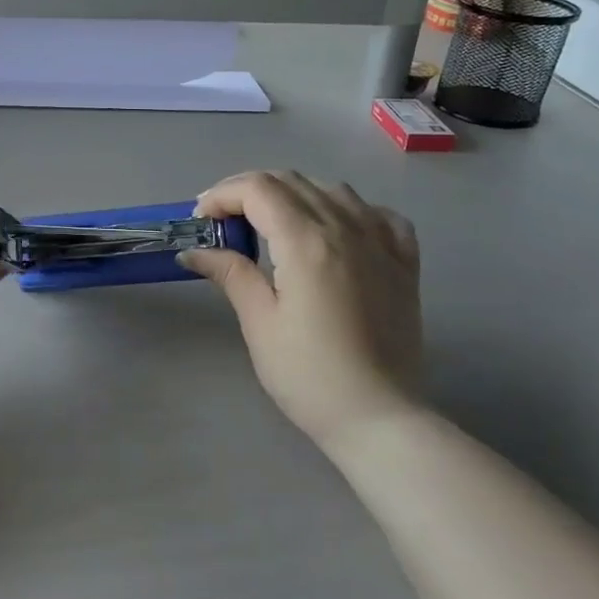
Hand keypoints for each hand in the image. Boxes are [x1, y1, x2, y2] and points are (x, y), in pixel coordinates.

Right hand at [181, 171, 422, 451]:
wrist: (378, 417)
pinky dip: (348, 210)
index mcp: (306, 241)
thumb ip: (230, 273)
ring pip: (332, 189)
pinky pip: (377, 213)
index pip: (258, 189)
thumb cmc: (309, 374)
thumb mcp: (259, 322)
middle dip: (250, 191)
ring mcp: (381, 241)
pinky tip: (336, 230)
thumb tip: (193, 251)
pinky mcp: (404, 261)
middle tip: (225, 221)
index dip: (222, 195)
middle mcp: (346, 227)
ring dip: (294, 194)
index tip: (202, 219)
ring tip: (272, 223)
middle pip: (292, 181)